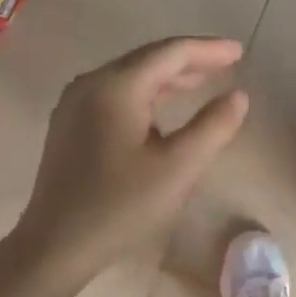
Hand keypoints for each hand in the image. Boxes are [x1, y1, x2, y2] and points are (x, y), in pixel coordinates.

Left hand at [13, 38, 248, 280]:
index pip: (170, 53)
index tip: (240, 51)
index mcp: (116, 87)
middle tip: (227, 62)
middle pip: (148, 58)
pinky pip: (116, 93)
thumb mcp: (178, 168)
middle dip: (190, 59)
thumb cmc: (121, 206)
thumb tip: (238, 96)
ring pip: (131, 75)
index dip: (208, 50)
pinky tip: (164, 106)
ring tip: (204, 80)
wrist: (55, 246)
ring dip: (169, 76)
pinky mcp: (70, 124)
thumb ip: (213, 127)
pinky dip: (148, 92)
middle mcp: (91, 84)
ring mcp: (75, 103)